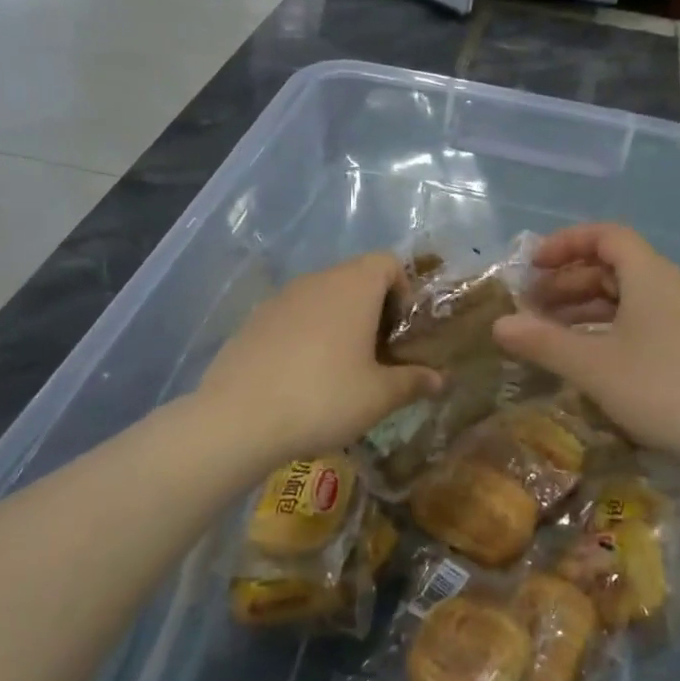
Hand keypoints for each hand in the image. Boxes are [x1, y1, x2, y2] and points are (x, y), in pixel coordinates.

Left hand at [196, 253, 439, 467]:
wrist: (238, 418)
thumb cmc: (324, 397)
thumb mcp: (379, 396)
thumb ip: (413, 382)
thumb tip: (440, 380)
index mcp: (353, 286)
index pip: (387, 262)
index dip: (403, 290)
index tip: (402, 331)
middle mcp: (316, 281)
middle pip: (354, 278)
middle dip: (372, 310)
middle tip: (378, 355)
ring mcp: (279, 299)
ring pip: (321, 298)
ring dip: (339, 322)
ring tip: (340, 369)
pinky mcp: (253, 321)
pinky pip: (292, 317)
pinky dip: (306, 335)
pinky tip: (301, 377)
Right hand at [493, 224, 679, 460]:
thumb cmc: (658, 387)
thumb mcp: (591, 364)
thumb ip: (542, 341)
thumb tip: (498, 325)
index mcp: (649, 276)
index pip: (607, 236)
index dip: (566, 243)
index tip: (534, 265)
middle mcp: (668, 288)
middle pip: (613, 266)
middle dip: (568, 280)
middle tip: (532, 305)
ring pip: (625, 297)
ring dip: (584, 306)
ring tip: (550, 331)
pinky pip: (638, 321)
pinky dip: (605, 327)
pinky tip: (586, 355)